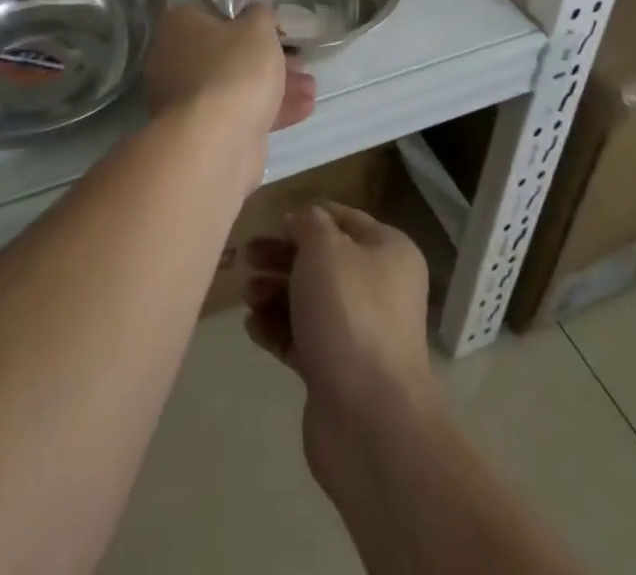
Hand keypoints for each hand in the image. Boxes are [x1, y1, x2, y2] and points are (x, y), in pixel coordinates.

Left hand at [142, 4, 315, 136]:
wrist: (216, 141)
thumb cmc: (235, 69)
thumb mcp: (258, 28)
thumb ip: (260, 14)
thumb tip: (257, 11)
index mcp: (179, 26)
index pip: (215, 15)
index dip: (249, 21)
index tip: (276, 30)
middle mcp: (173, 60)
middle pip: (227, 53)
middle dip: (267, 59)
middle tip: (298, 61)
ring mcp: (184, 100)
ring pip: (235, 85)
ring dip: (273, 86)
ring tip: (310, 87)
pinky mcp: (201, 132)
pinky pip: (237, 113)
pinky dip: (267, 110)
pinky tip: (303, 109)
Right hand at [241, 202, 437, 427]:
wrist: (370, 420)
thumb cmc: (350, 314)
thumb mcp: (325, 248)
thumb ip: (308, 223)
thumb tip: (301, 221)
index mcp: (388, 253)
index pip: (345, 219)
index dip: (308, 216)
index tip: (273, 220)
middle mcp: (379, 289)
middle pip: (322, 260)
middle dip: (282, 256)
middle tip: (247, 256)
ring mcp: (359, 333)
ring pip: (309, 300)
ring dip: (274, 292)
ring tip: (248, 296)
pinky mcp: (337, 371)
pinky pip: (302, 339)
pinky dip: (276, 329)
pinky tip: (252, 327)